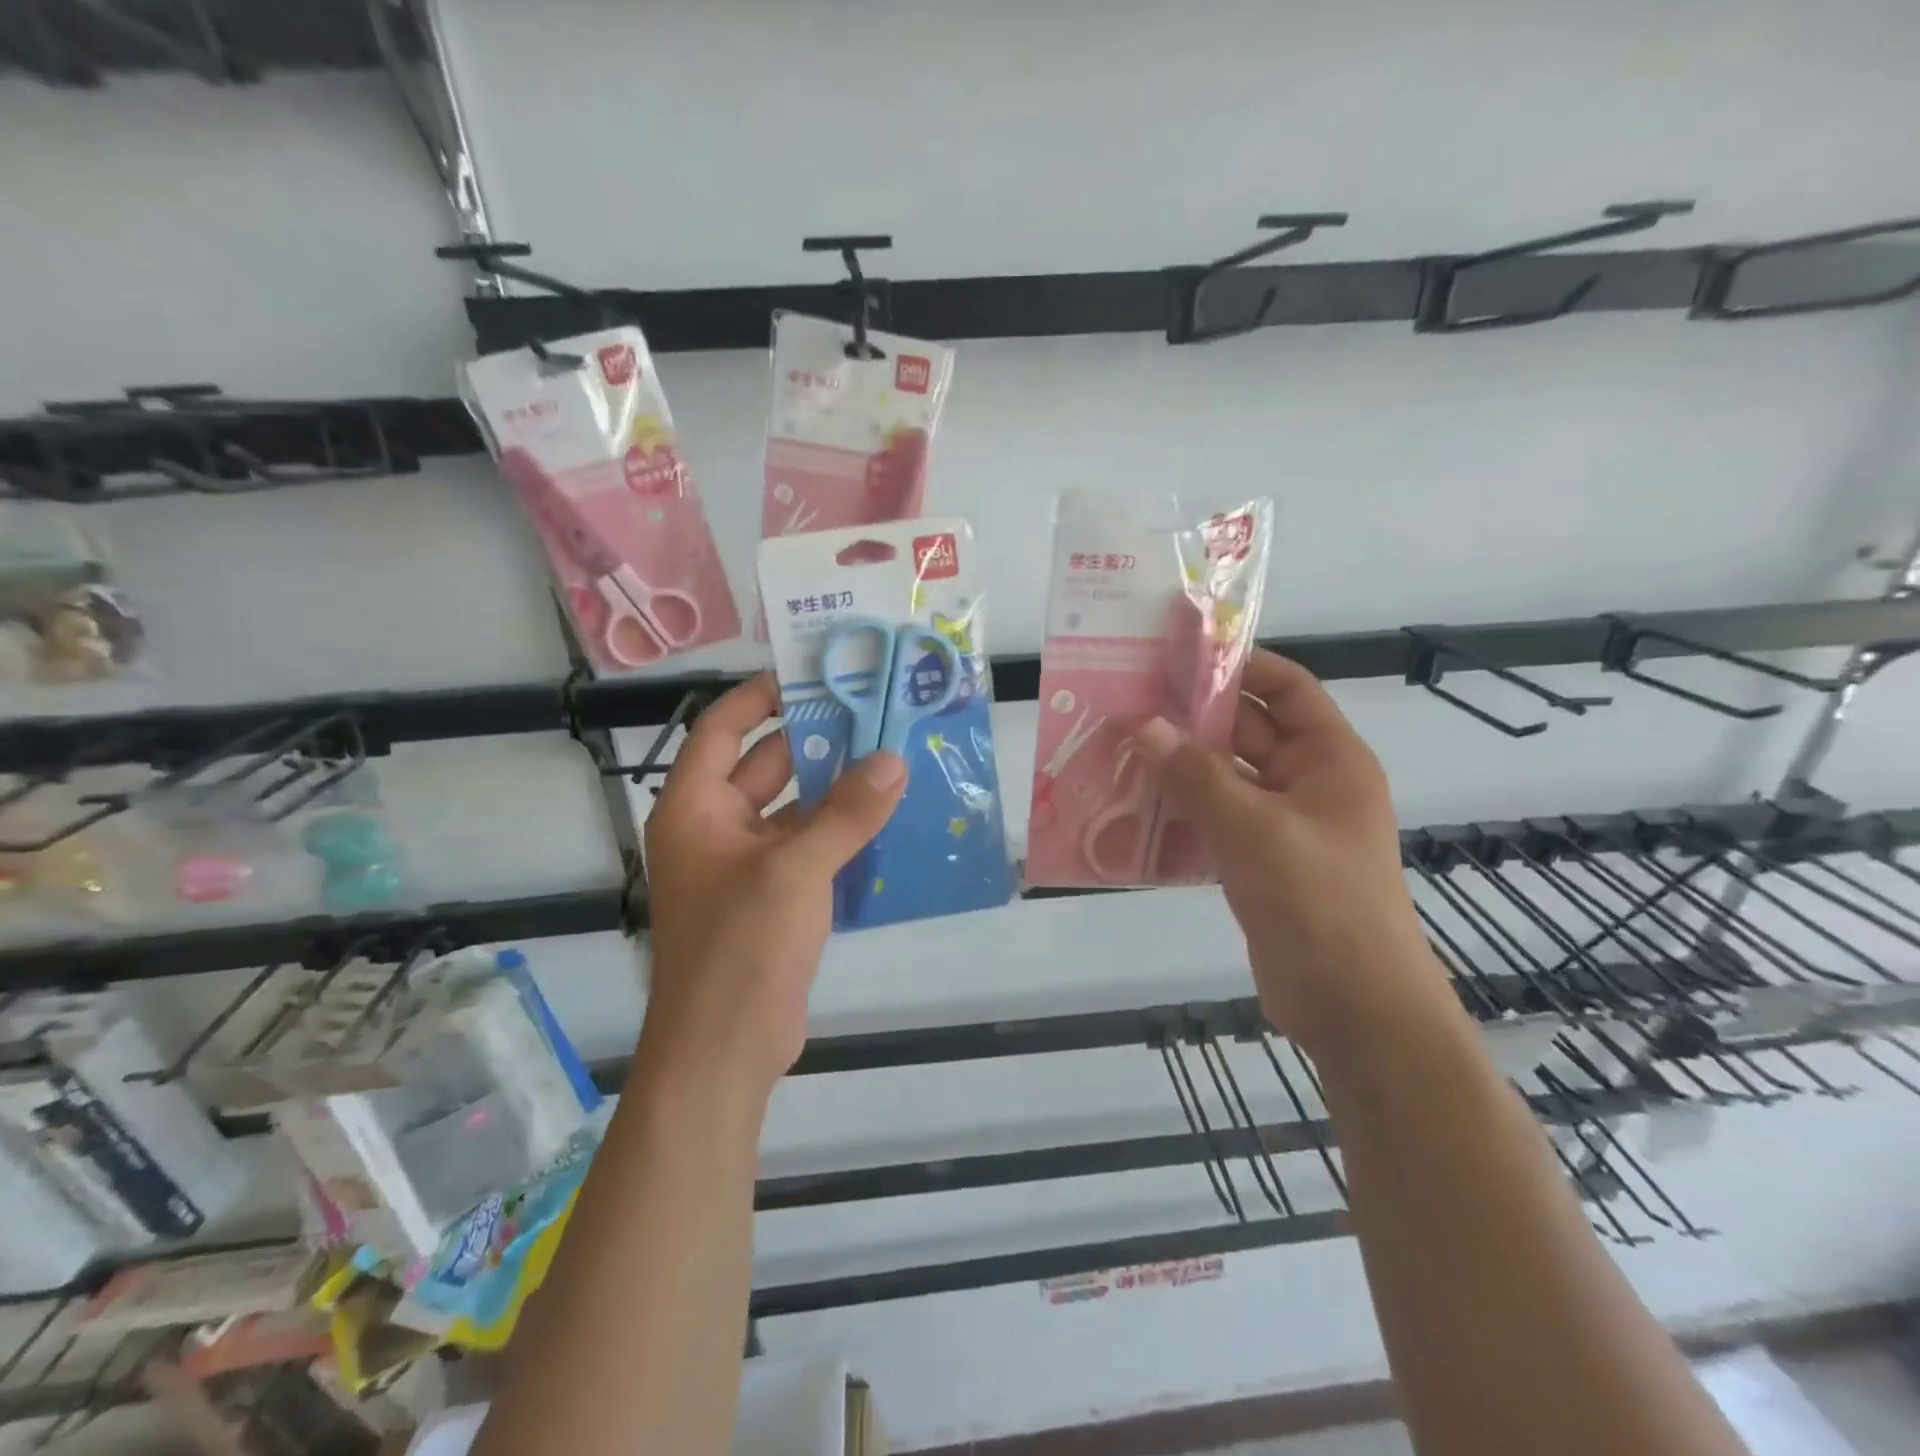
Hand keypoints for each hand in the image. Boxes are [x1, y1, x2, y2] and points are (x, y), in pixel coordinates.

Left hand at [639, 674, 906, 1104]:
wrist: (724, 1053)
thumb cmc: (740, 950)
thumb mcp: (794, 873)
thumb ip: (846, 814)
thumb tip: (894, 760)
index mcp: (695, 808)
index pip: (723, 729)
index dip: (762, 696)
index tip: (814, 674)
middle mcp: (716, 828)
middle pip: (767, 765)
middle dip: (818, 741)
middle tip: (876, 713)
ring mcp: (746, 866)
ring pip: (795, 809)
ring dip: (837, 789)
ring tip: (893, 757)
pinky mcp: (774, 898)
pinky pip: (810, 848)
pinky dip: (842, 832)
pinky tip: (889, 818)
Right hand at [1131, 651, 1447, 1053]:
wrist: (1353, 1007)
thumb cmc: (1319, 903)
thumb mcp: (1255, 830)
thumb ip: (1196, 775)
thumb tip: (1141, 724)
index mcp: (1329, 760)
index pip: (1286, 688)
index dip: (1238, 665)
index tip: (1177, 656)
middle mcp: (1308, 784)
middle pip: (1246, 732)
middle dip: (1191, 718)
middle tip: (1128, 703)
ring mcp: (1282, 826)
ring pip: (1223, 779)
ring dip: (1178, 767)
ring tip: (1118, 750)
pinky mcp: (1258, 863)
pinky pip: (1214, 820)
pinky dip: (1179, 810)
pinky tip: (1132, 807)